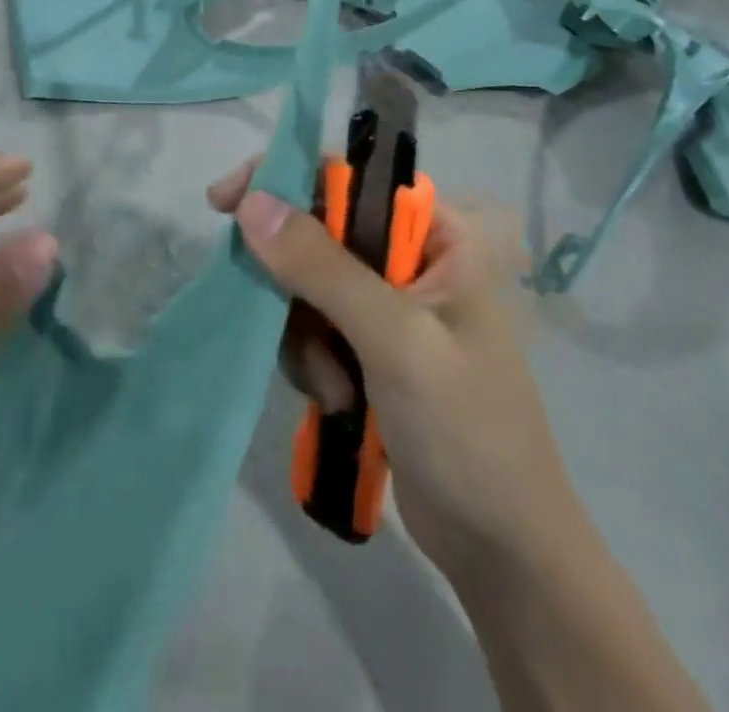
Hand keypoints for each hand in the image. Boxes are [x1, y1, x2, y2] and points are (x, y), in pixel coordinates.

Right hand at [207, 164, 565, 593]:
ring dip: (305, 335)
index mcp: (439, 234)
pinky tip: (338, 402)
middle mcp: (412, 258)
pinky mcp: (369, 349)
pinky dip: (311, 361)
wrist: (502, 550)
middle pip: (320, 232)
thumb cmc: (467, 431)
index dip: (288, 179)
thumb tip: (252, 202)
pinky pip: (312, 327)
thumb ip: (323, 268)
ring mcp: (389, 306)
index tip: (226, 202)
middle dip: (294, 282)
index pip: (351, 178)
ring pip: (308, 285)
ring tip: (334, 387)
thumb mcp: (396, 341)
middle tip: (266, 309)